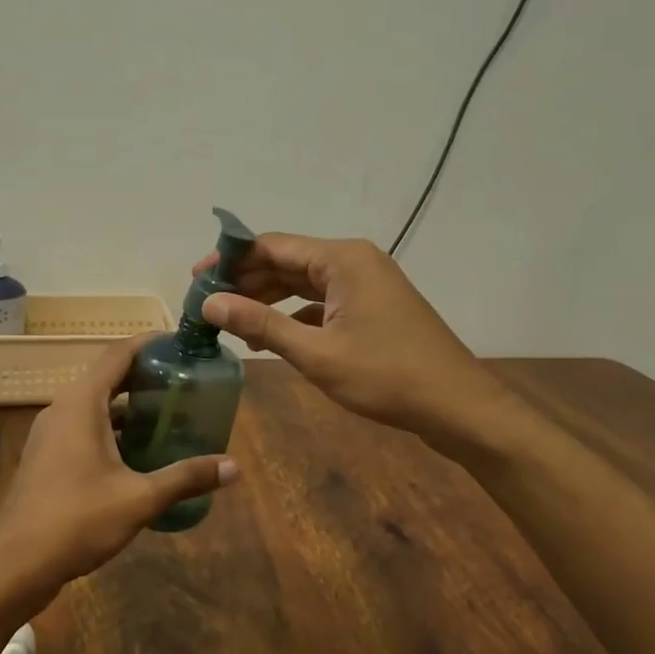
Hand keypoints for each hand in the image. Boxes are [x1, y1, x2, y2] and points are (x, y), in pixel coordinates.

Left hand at [0, 337, 237, 604]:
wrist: (15, 564)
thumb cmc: (77, 520)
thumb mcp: (139, 499)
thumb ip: (185, 478)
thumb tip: (234, 467)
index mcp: (81, 403)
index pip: (117, 355)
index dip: (148, 344)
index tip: (179, 343)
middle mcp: (62, 408)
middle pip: (107, 377)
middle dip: (144, 376)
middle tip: (185, 381)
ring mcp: (50, 434)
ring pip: (94, 405)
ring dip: (128, 406)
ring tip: (169, 413)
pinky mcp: (47, 457)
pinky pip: (83, 427)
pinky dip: (112, 428)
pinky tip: (138, 452)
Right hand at [196, 233, 500, 438]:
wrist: (458, 407)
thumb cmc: (387, 376)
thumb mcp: (316, 353)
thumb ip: (260, 324)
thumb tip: (210, 303)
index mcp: (341, 259)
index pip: (272, 246)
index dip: (230, 260)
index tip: (195, 278)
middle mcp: (353, 261)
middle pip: (286, 261)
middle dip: (246, 281)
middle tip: (207, 304)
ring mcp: (365, 283)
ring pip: (303, 282)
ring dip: (267, 299)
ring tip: (228, 320)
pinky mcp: (372, 307)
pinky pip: (321, 301)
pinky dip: (293, 315)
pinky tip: (269, 337)